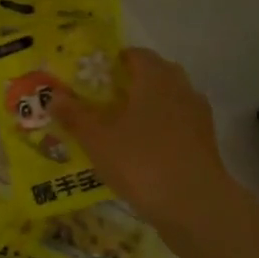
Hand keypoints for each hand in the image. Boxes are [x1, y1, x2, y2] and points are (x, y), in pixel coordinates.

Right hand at [52, 48, 237, 236]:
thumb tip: (54, 96)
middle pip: (156, 74)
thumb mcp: (96, 139)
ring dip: (148, 105)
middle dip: (132, 82)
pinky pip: (178, 123)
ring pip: (169, 99)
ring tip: (122, 126)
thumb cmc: (139, 160)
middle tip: (104, 99)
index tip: (94, 75)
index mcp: (155, 78)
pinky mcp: (205, 141)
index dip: (115, 61)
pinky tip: (143, 148)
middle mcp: (181, 88)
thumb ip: (74, 115)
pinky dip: (161, 127)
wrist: (192, 202)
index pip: (136, 55)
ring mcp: (197, 115)